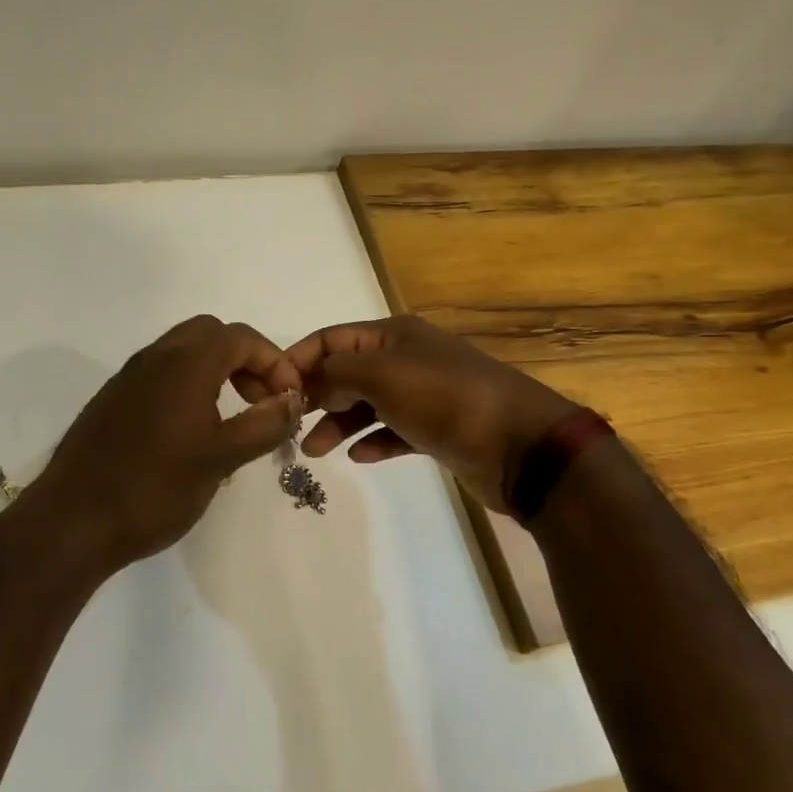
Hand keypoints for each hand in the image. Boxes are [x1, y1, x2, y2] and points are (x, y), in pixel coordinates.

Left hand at [18, 316, 303, 574]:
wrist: (73, 521)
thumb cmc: (154, 488)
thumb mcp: (221, 459)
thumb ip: (263, 424)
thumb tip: (293, 400)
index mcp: (185, 363)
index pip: (241, 337)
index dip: (275, 362)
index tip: (290, 400)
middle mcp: (155, 358)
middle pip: (211, 335)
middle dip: (245, 360)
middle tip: (261, 402)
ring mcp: (129, 378)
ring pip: (184, 352)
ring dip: (217, 372)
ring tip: (234, 419)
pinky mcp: (113, 400)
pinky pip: (161, 375)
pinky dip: (189, 386)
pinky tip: (194, 433)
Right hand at [285, 315, 577, 514]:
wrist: (521, 445)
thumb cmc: (445, 399)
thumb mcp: (382, 374)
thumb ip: (337, 372)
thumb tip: (310, 382)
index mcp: (393, 335)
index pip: (331, 338)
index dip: (299, 360)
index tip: (272, 392)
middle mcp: (406, 358)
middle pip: (346, 371)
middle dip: (316, 395)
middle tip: (291, 425)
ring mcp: (423, 395)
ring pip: (366, 405)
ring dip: (338, 424)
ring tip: (314, 451)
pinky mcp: (436, 429)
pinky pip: (393, 431)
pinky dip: (373, 441)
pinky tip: (358, 457)